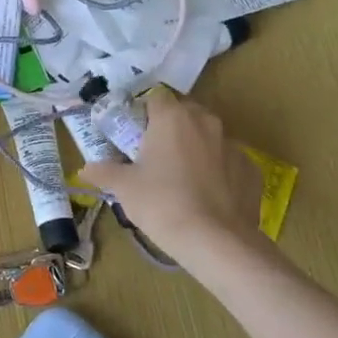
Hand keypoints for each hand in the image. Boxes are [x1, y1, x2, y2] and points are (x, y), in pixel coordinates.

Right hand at [78, 91, 262, 257]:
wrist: (215, 241)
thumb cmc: (161, 203)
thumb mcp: (124, 188)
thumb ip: (104, 172)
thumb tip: (85, 169)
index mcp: (172, 118)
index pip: (156, 97)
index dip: (143, 112)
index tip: (134, 133)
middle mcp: (205, 122)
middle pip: (185, 113)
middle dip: (170, 128)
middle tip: (154, 155)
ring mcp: (233, 145)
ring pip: (208, 137)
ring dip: (195, 148)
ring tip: (181, 178)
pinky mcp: (251, 170)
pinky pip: (228, 162)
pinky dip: (217, 172)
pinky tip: (206, 196)